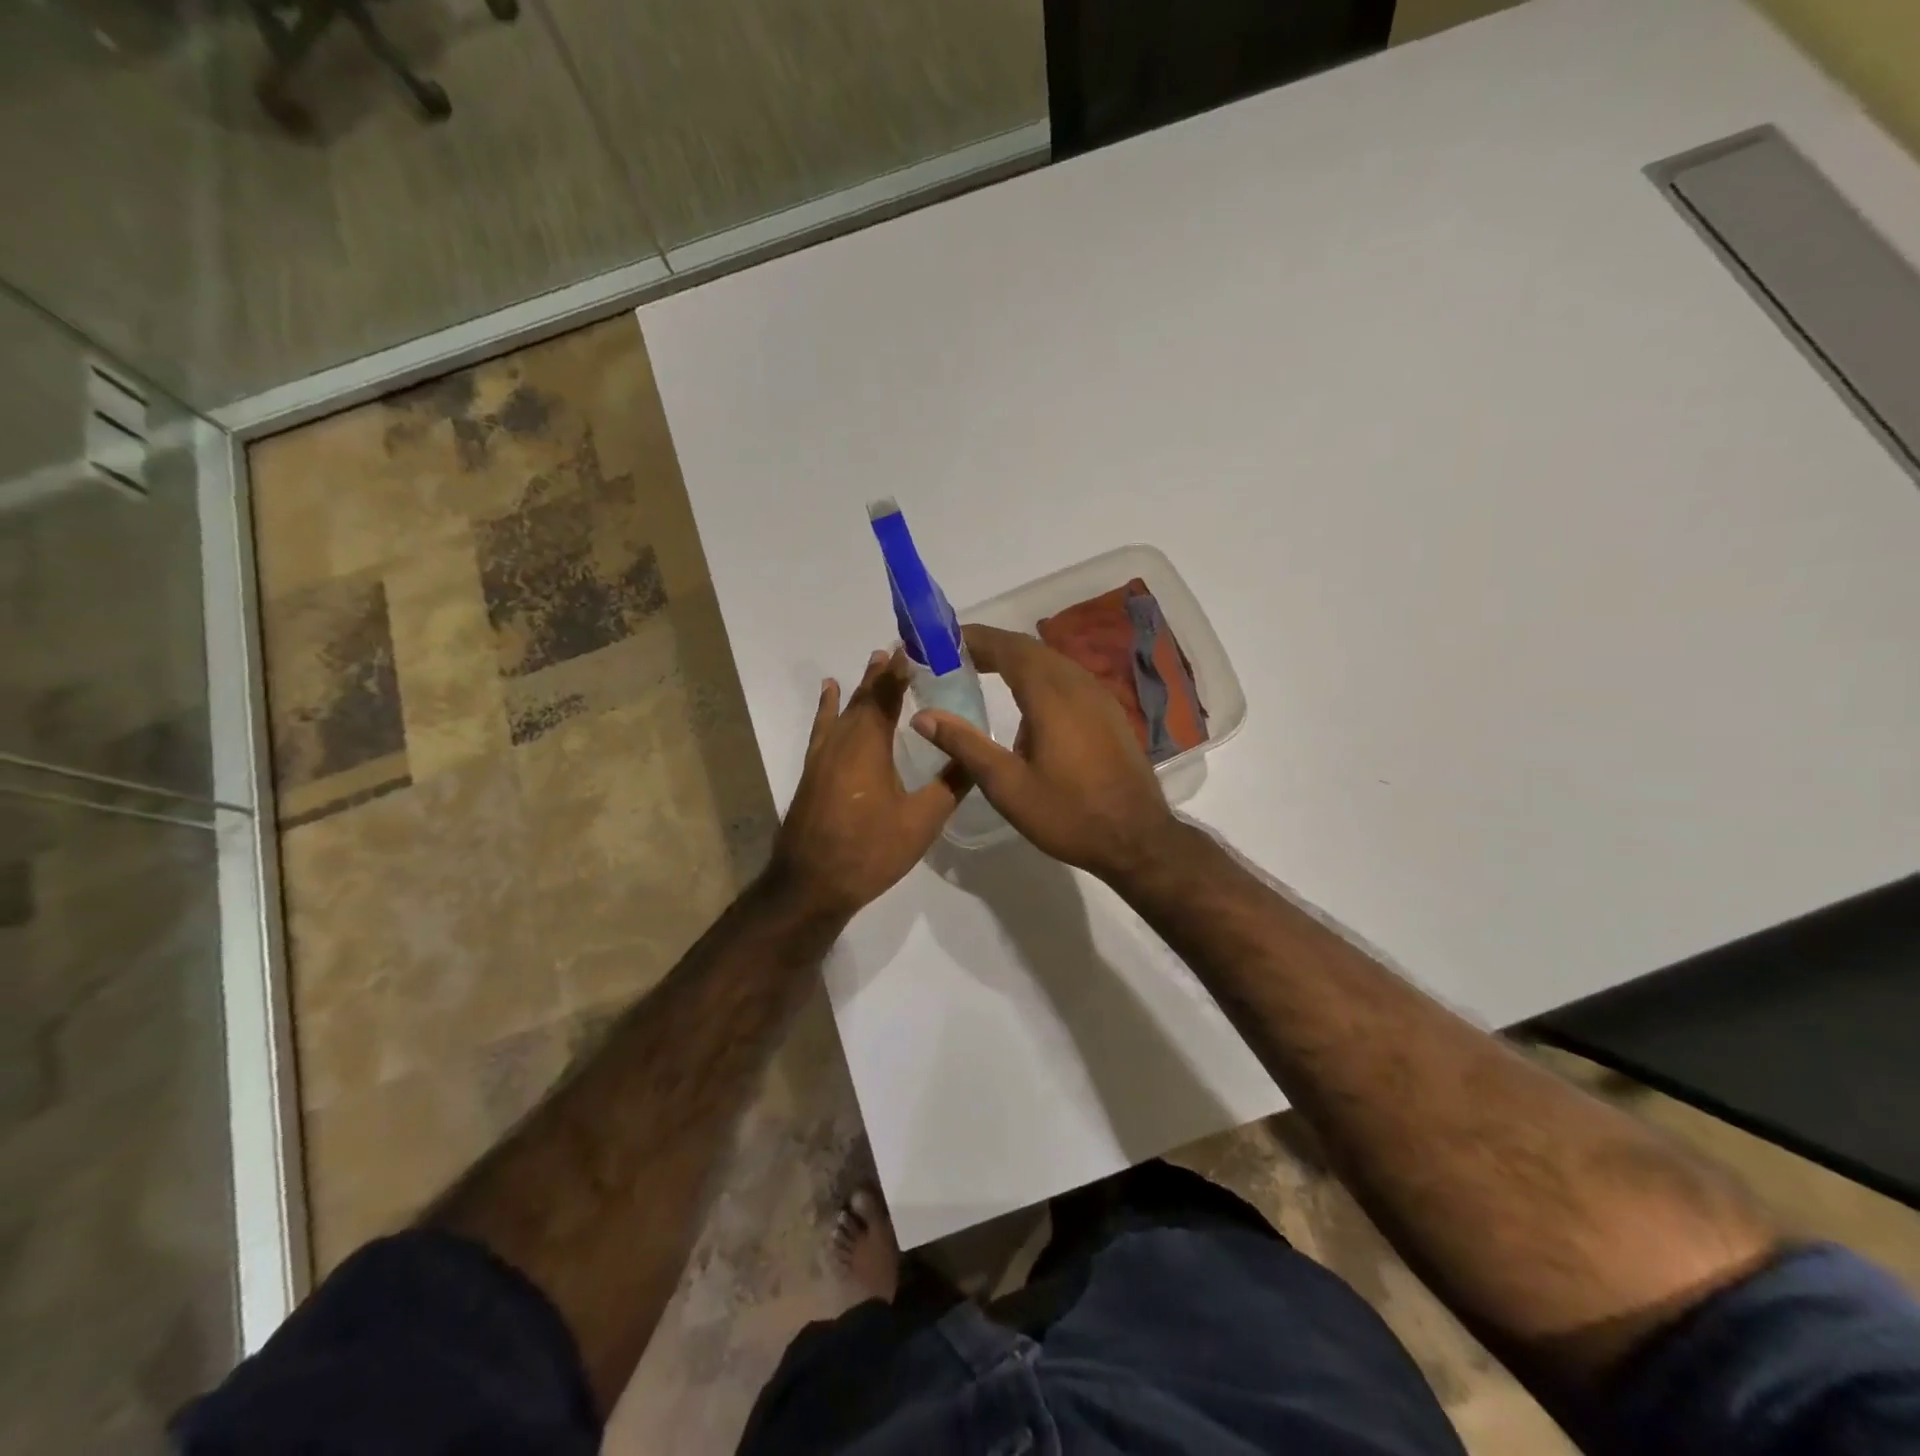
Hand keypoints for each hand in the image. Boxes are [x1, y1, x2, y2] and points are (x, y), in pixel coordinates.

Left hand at [769, 650, 965, 919]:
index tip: (917, 646)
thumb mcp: (921, 821)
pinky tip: (830, 693)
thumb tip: (978, 754)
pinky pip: (824, 726)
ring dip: (862, 686)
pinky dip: (829, 706)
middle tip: (903, 649)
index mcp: (869, 744)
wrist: (811, 884)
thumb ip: (950, 784)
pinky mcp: (813, 770)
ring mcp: (823, 754)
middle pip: (864, 696)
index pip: (887, 694)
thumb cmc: (869, 851)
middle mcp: (843, 739)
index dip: (901, 669)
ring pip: (845, 709)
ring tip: (876, 660)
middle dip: (884, 672)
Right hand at [910, 624, 1183, 882]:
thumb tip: (923, 716)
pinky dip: (1038, 675)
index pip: (1007, 648)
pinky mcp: (1109, 711)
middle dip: (991, 647)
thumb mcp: (1007, 785)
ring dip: (1015, 660)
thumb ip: (965, 745)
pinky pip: (1067, 678)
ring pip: (1051, 661)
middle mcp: (1077, 684)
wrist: (1137, 839)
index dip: (974, 639)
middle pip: (1029, 649)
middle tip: (954, 657)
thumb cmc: (1067, 814)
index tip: (942, 641)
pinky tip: (1024, 701)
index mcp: (1050, 695)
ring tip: (981, 672)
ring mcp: (1098, 696)